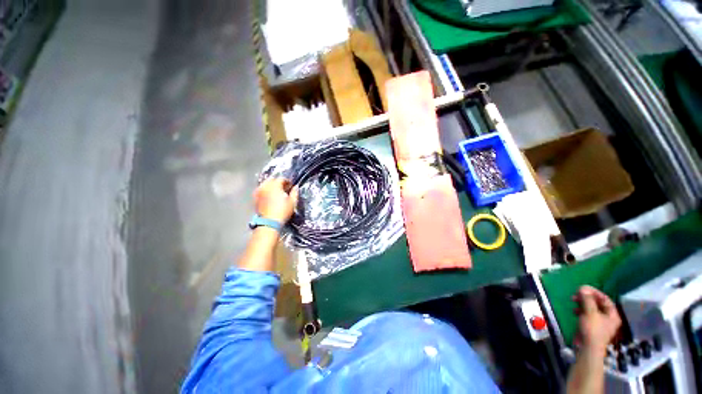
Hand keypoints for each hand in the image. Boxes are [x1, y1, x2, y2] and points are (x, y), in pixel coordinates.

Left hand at [254, 178, 298, 223]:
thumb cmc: (283, 211)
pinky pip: (260, 190)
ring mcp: (258, 192)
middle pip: (271, 179)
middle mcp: (265, 186)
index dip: (287, 181)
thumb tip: (296, 187)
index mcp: (275, 186)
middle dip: (278, 182)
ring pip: (265, 184)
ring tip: (276, 192)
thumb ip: (294, 193)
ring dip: (271, 185)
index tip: (291, 186)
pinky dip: (265, 190)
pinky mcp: (255, 198)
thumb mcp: (292, 202)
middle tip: (283, 188)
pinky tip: (269, 196)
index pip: (281, 179)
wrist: (269, 222)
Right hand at [572, 285, 621, 354]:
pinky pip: (587, 314)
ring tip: (573, 301)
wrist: (587, 348)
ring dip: (582, 303)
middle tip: (576, 294)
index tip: (583, 288)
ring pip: (591, 309)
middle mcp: (608, 318)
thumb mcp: (590, 313)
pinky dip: (580, 310)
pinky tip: (574, 311)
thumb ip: (587, 300)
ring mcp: (599, 323)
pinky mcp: (591, 326)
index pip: (605, 299)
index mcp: (612, 315)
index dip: (595, 292)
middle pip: (598, 304)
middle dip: (586, 298)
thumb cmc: (592, 330)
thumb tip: (583, 287)